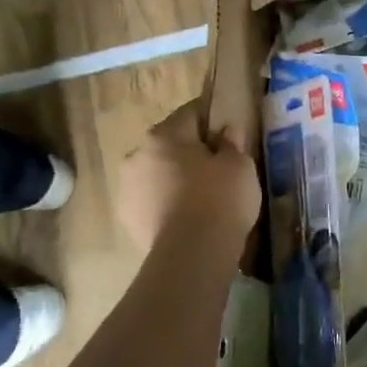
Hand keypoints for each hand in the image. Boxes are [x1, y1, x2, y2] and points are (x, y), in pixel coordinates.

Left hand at [117, 99, 259, 255]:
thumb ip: (232, 143)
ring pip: (157, 174)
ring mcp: (127, 188)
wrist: (192, 253)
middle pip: (169, 145)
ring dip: (174, 180)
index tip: (228, 131)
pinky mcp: (127, 219)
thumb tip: (226, 132)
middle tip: (217, 169)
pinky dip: (167, 205)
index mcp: (164, 135)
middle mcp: (137, 155)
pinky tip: (188, 219)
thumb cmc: (220, 199)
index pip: (191, 113)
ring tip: (202, 199)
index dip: (212, 119)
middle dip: (190, 153)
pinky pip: (152, 202)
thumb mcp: (240, 165)